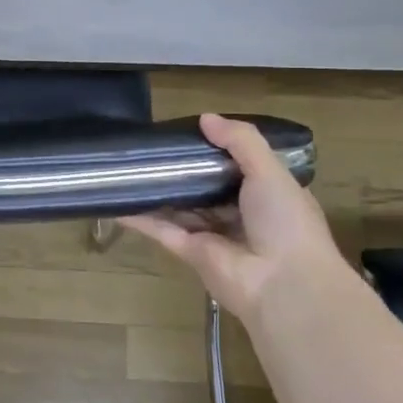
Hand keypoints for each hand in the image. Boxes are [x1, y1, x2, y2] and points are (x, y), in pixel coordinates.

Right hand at [119, 113, 345, 325]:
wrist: (284, 284)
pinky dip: (139, 216)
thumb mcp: (271, 171)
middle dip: (182, 169)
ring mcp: (213, 235)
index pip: (239, 167)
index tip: (190, 132)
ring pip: (180, 207)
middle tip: (152, 145)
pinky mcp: (190, 253)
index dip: (216, 150)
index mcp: (267, 195)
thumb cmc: (286, 222)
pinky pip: (161, 229)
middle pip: (205, 187)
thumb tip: (205, 118)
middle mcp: (240, 215)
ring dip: (158, 190)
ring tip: (128, 167)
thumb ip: (240, 141)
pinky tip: (116, 201)